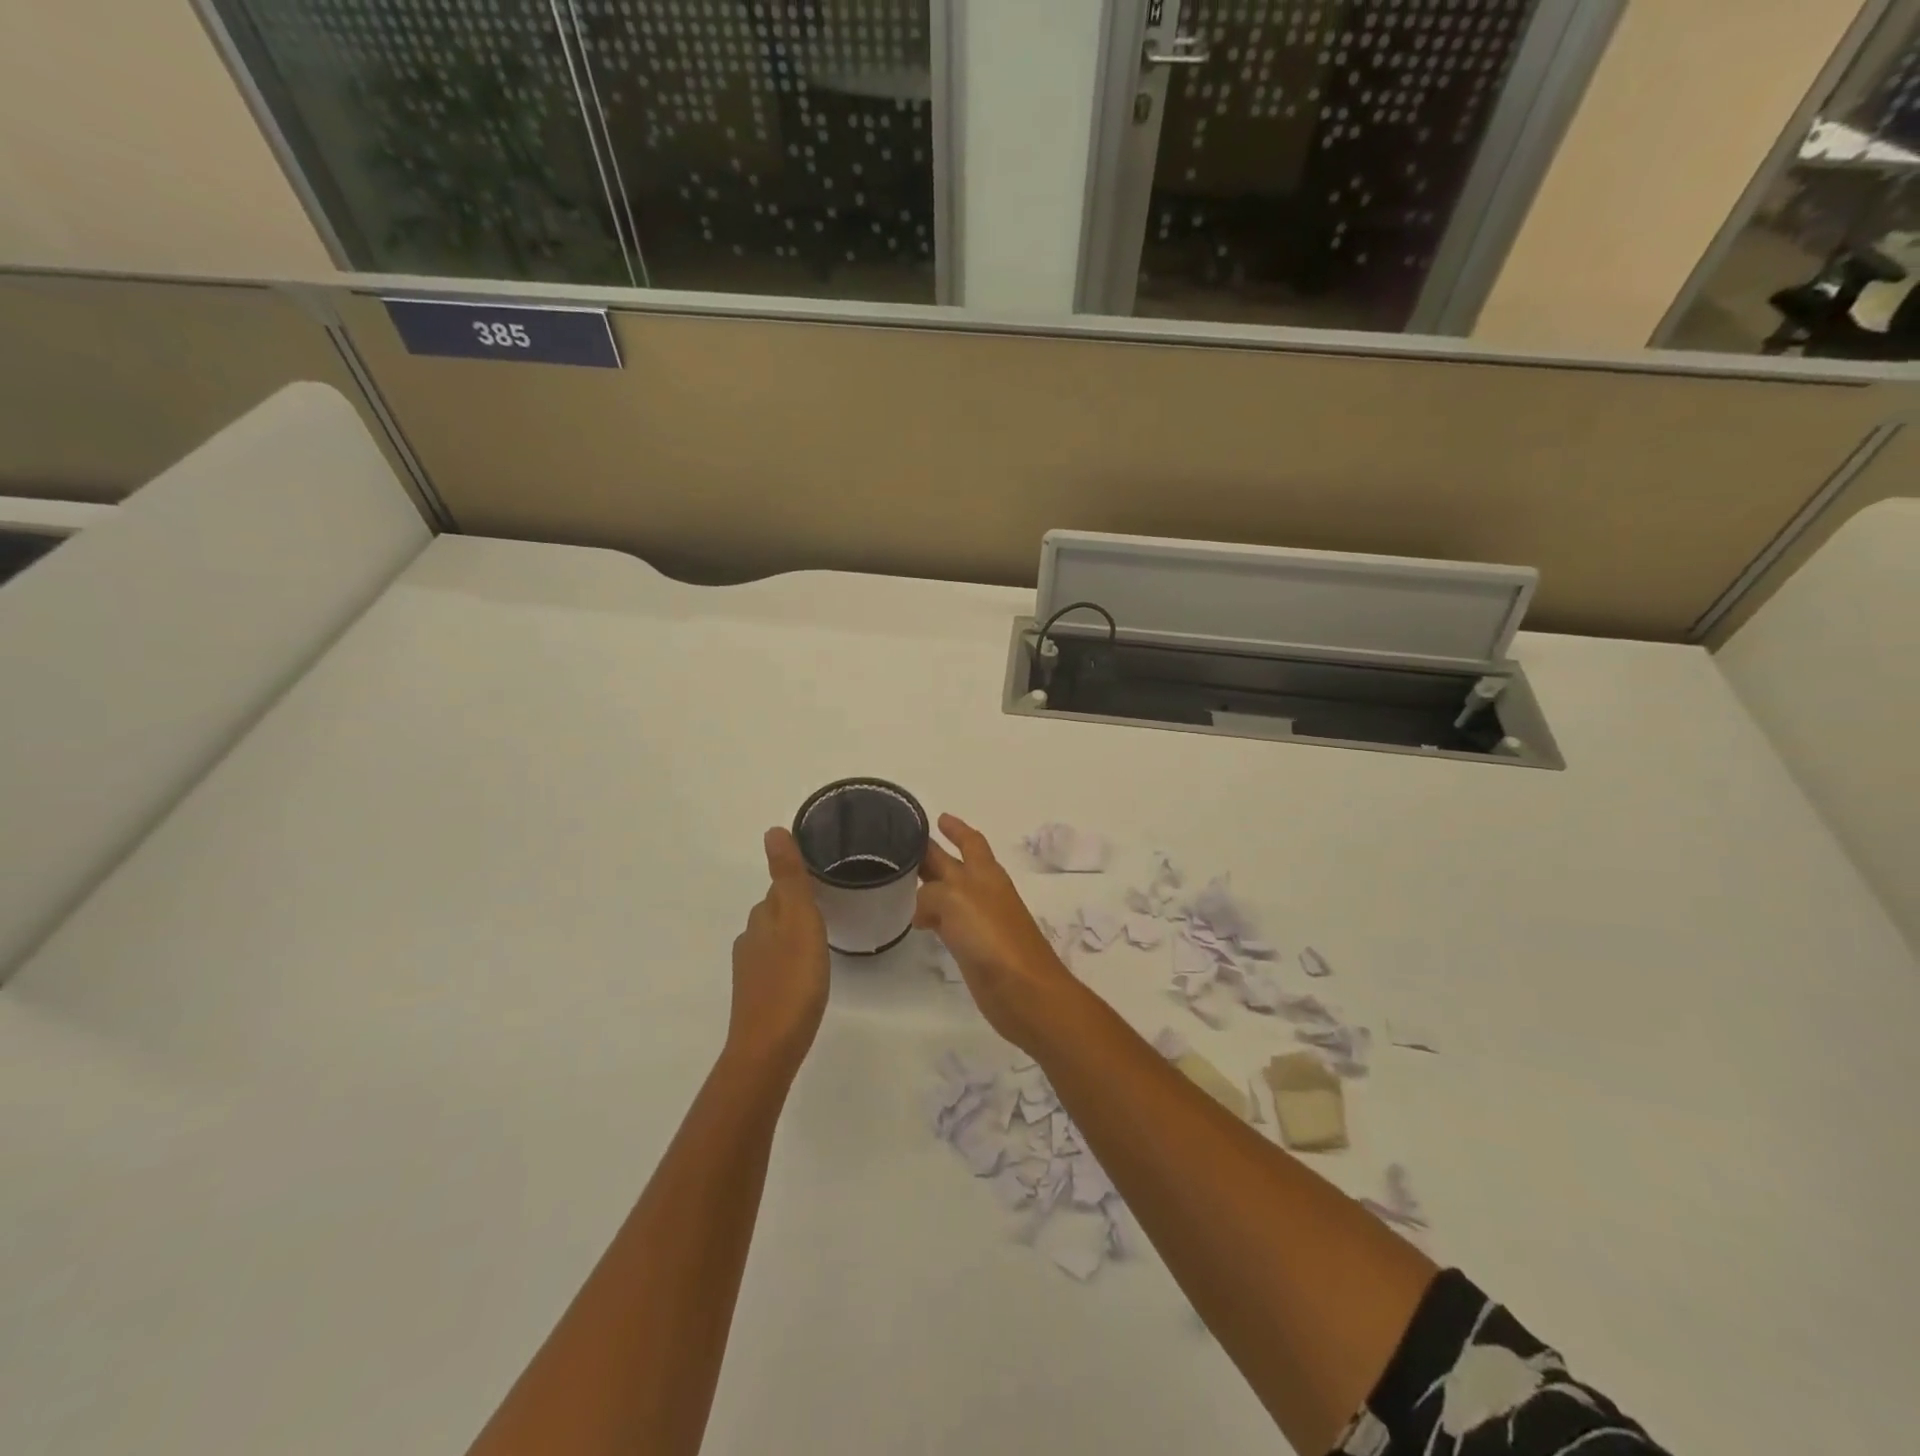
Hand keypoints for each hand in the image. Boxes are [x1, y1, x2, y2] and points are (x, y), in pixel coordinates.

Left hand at [726, 828, 830, 1077]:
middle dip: (799, 904)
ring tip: (825, 936)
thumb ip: (789, 877)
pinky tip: (807, 971)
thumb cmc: (792, 980)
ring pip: (775, 937)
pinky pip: (776, 963)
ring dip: (795, 932)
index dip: (803, 879)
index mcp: (763, 917)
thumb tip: (772, 830)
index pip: (782, 886)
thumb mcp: (799, 921)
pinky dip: (791, 958)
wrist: (768, 1048)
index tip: (829, 877)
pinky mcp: (757, 994)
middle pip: (777, 910)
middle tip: (834, 904)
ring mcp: (751, 968)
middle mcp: (751, 937)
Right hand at [915, 814, 1083, 1052]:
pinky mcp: (973, 948)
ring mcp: (980, 921)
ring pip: (948, 895)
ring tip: (900, 881)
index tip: (936, 817)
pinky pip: (947, 923)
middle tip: (902, 848)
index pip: (969, 841)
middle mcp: (982, 891)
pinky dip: (931, 917)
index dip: (955, 828)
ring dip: (929, 886)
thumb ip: (931, 894)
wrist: (1023, 990)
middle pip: (954, 866)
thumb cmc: (992, 936)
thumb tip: (922, 911)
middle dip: (933, 855)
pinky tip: (916, 922)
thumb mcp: (955, 900)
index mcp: (984, 873)